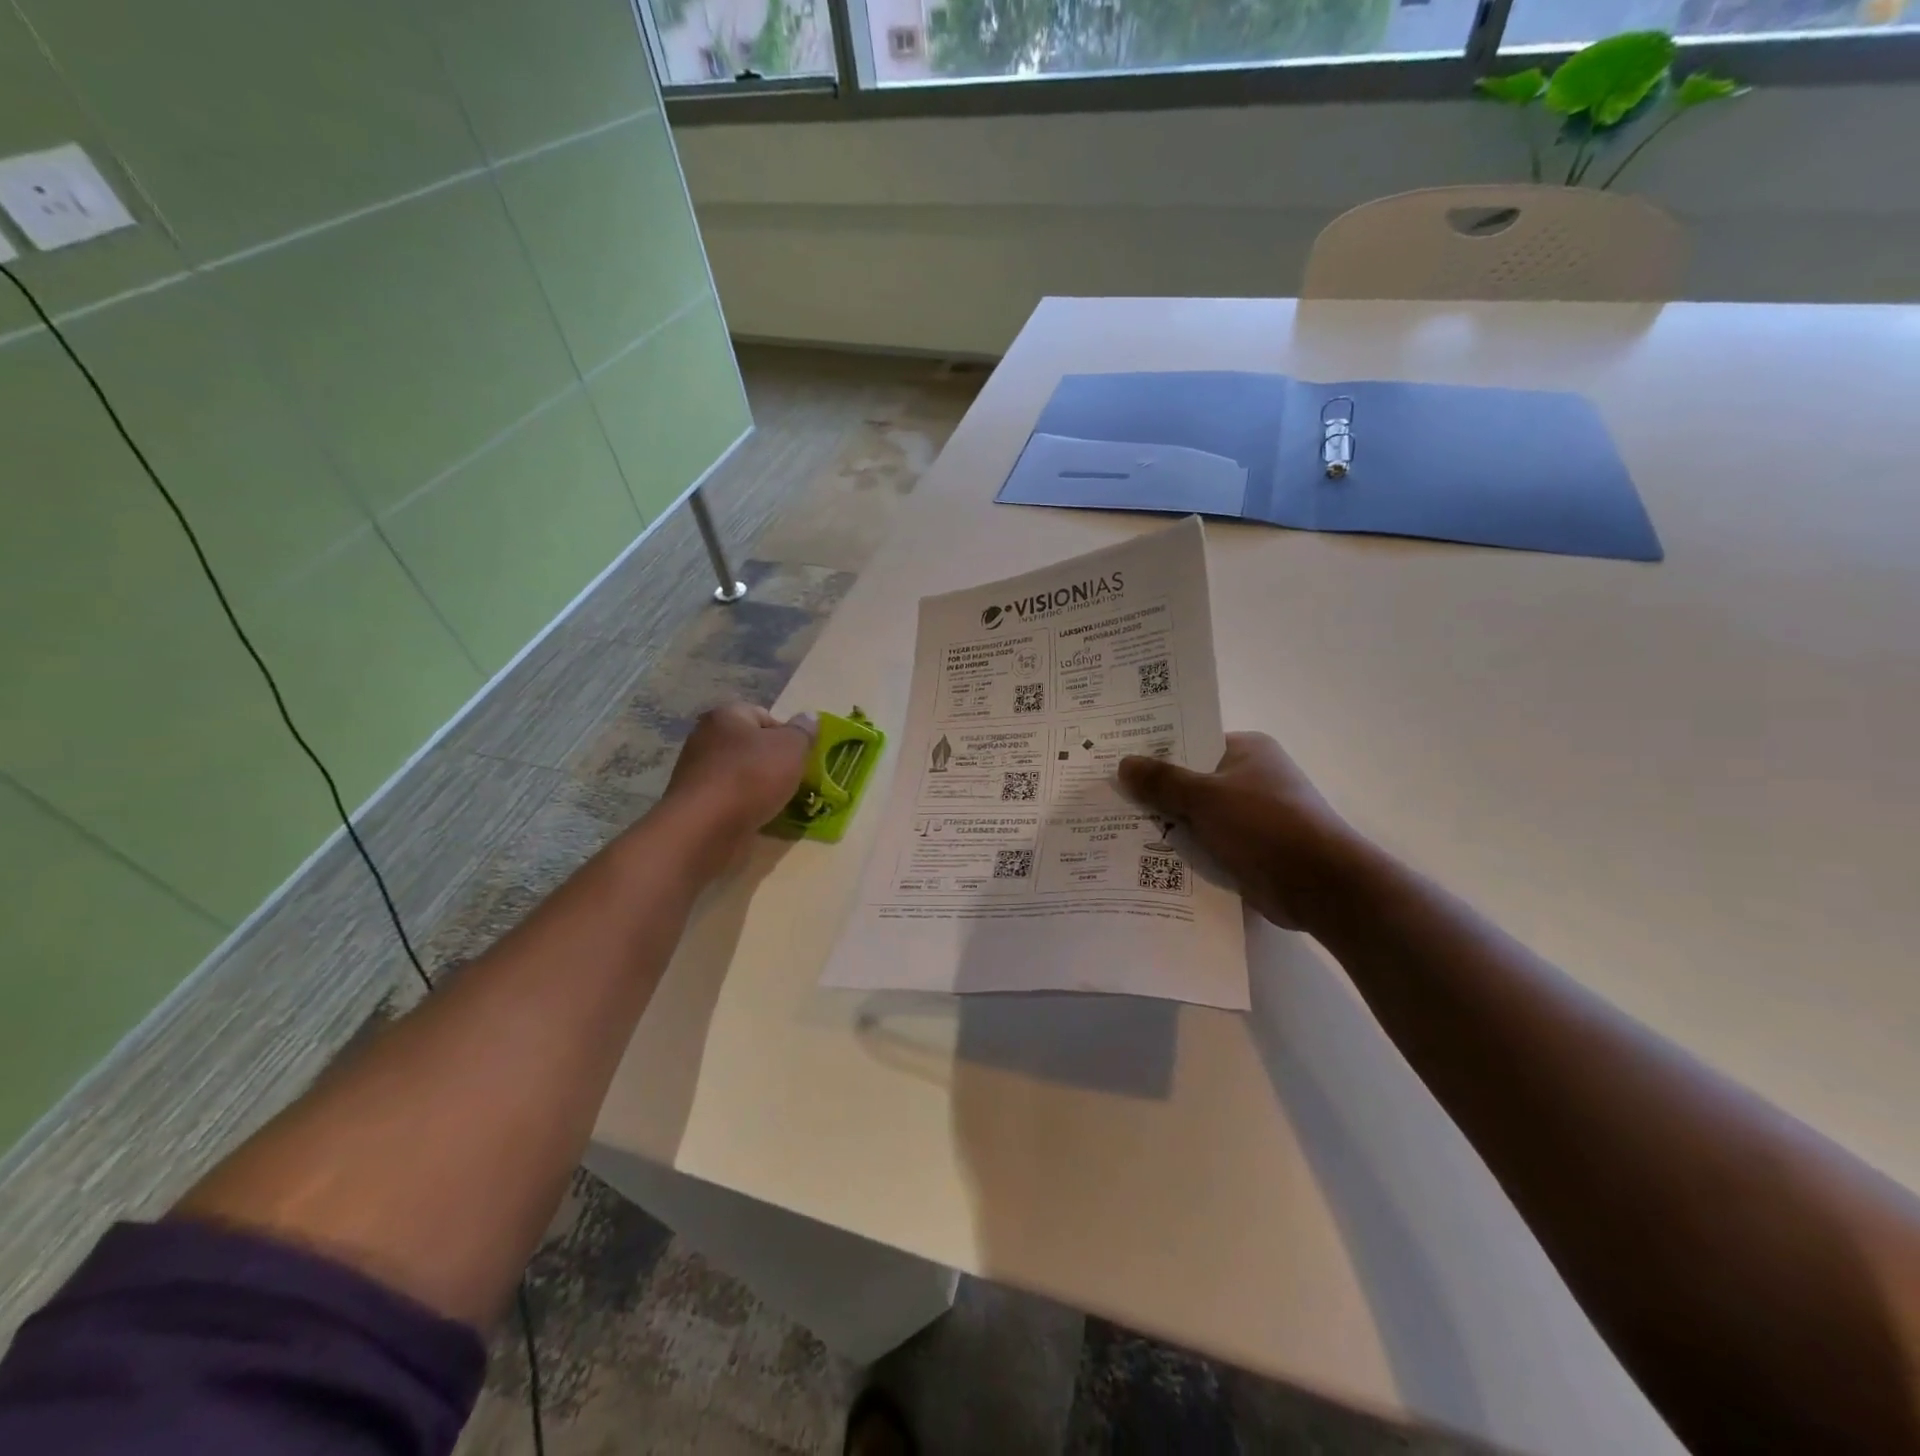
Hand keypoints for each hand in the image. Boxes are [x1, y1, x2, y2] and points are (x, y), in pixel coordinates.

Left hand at [659, 704, 812, 875]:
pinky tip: (759, 817)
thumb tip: (809, 717)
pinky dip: (745, 806)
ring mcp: (697, 772)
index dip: (787, 735)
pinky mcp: (695, 803)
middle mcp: (706, 738)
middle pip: (752, 746)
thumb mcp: (791, 747)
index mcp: (726, 716)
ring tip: (780, 802)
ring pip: (741, 774)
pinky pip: (730, 798)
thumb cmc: (752, 777)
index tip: (801, 758)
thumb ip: (803, 731)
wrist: (705, 828)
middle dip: (775, 763)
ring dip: (761, 787)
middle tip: (795, 781)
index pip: (764, 715)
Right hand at [1118, 733, 1360, 930]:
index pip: (1191, 742)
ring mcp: (1249, 816)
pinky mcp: (1248, 850)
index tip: (1115, 759)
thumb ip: (1162, 781)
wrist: (1320, 886)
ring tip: (1112, 826)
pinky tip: (1142, 856)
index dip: (1154, 751)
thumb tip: (1123, 764)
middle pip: (1189, 780)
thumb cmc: (1265, 825)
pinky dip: (1182, 849)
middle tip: (1104, 794)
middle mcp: (1249, 778)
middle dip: (1153, 791)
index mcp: (1246, 751)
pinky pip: (1205, 843)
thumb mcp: (1206, 797)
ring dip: (1165, 824)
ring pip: (1194, 815)